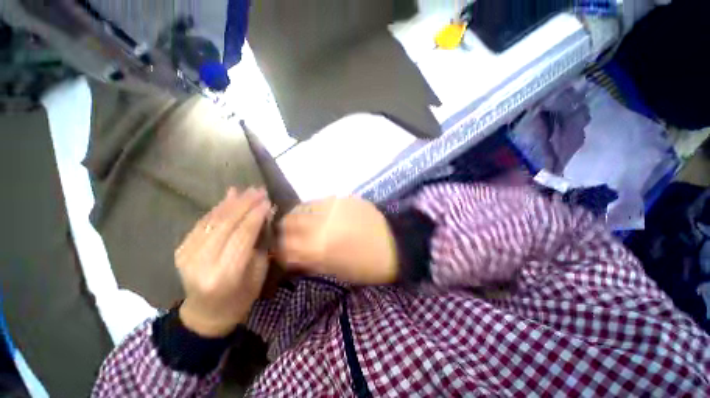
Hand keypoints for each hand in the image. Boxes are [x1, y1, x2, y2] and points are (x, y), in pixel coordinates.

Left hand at [175, 188, 270, 336]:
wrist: (206, 313)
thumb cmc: (240, 297)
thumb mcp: (258, 272)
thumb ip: (260, 242)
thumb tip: (264, 215)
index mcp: (226, 273)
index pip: (242, 235)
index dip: (256, 215)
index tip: (268, 200)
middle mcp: (202, 262)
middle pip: (226, 224)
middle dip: (245, 204)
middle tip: (259, 190)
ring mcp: (187, 255)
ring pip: (212, 220)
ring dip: (232, 202)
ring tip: (247, 190)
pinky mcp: (181, 249)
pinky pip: (202, 223)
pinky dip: (217, 208)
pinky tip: (229, 196)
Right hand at [276, 197, 397, 284]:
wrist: (396, 243)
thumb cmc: (368, 266)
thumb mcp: (337, 271)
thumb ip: (312, 262)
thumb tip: (295, 257)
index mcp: (319, 248)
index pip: (285, 247)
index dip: (281, 252)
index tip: (283, 254)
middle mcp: (321, 224)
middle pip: (288, 222)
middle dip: (284, 231)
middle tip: (290, 237)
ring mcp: (332, 207)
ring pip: (301, 208)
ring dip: (296, 217)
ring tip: (302, 224)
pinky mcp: (343, 198)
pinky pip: (319, 201)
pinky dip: (312, 209)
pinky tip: (319, 215)